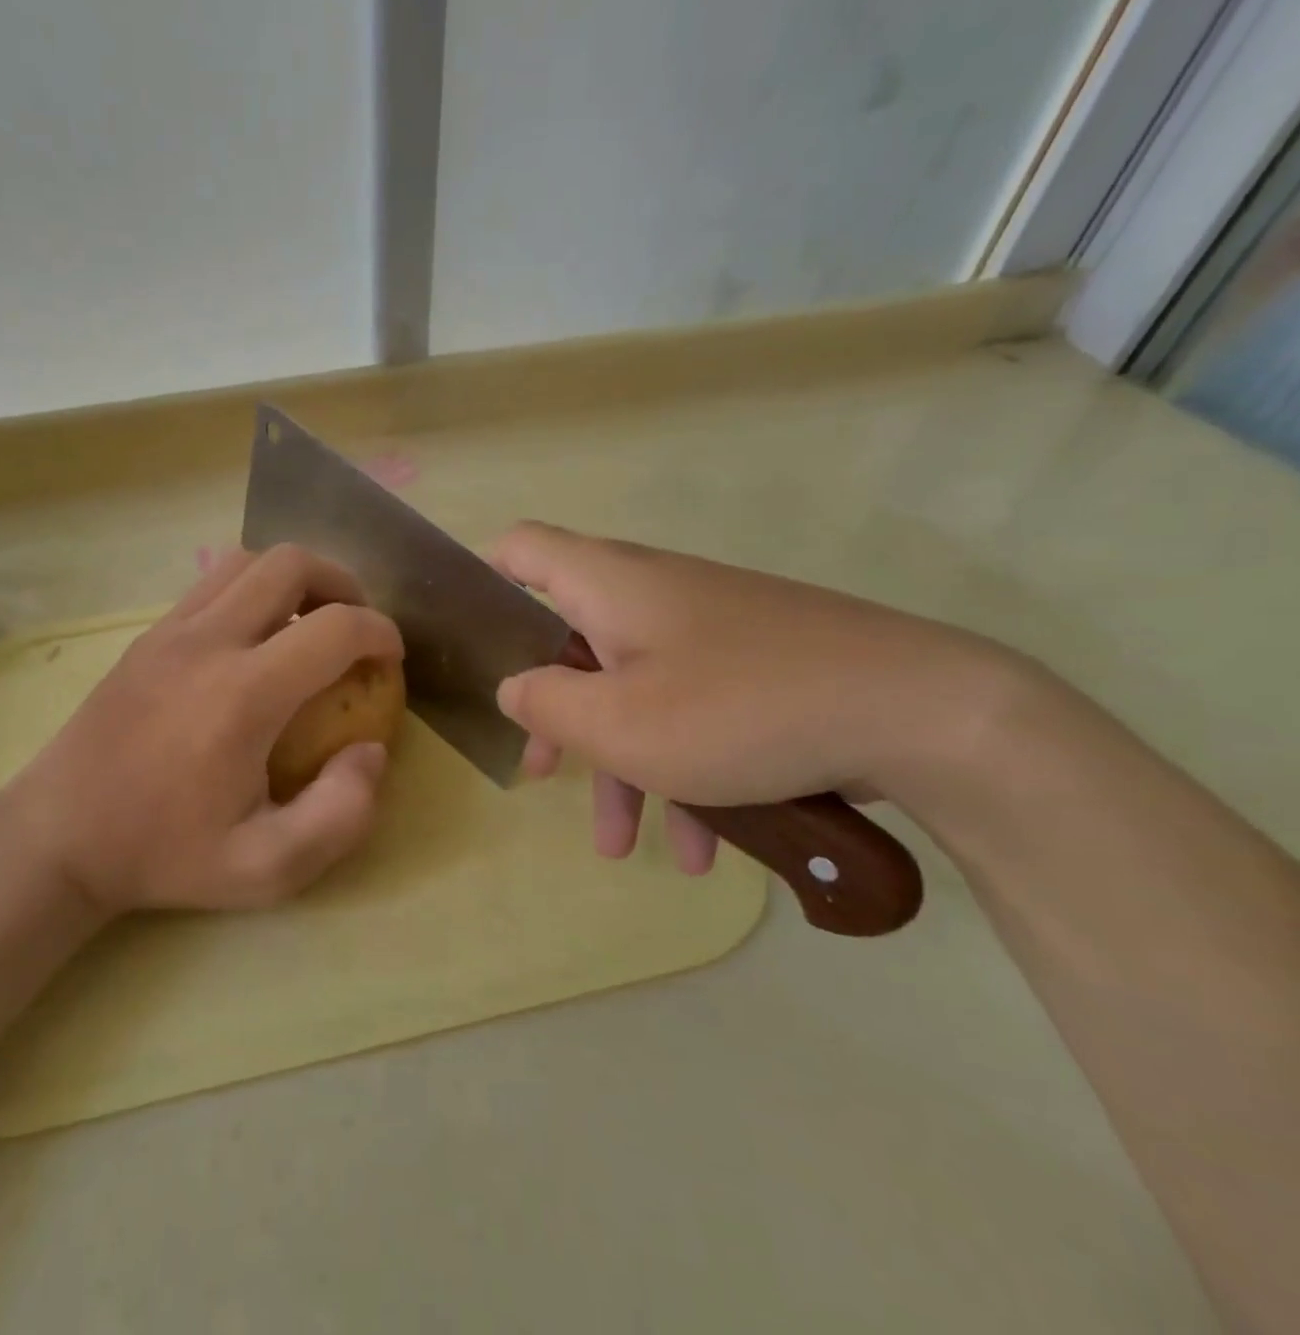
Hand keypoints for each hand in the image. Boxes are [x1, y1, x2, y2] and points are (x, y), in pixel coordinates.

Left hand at [0, 545, 403, 915]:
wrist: (59, 836)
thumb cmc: (165, 854)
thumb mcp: (267, 869)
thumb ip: (340, 815)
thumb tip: (370, 751)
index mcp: (243, 695)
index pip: (335, 627)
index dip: (381, 633)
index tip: (391, 659)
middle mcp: (207, 642)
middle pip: (291, 563)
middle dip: (342, 584)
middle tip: (355, 629)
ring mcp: (169, 630)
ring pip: (247, 561)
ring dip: (295, 580)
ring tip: (310, 623)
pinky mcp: (147, 635)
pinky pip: (212, 583)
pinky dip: (252, 590)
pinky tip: (256, 640)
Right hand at [490, 522, 1013, 868]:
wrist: (922, 713)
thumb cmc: (740, 710)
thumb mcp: (619, 724)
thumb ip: (545, 703)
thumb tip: (515, 686)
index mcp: (608, 585)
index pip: (521, 547)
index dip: (485, 580)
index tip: (474, 640)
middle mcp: (652, 593)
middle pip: (573, 638)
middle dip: (554, 711)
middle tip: (540, 769)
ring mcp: (708, 629)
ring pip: (635, 688)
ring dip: (621, 764)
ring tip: (621, 846)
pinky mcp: (754, 663)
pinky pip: (692, 709)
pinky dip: (682, 767)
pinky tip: (703, 848)